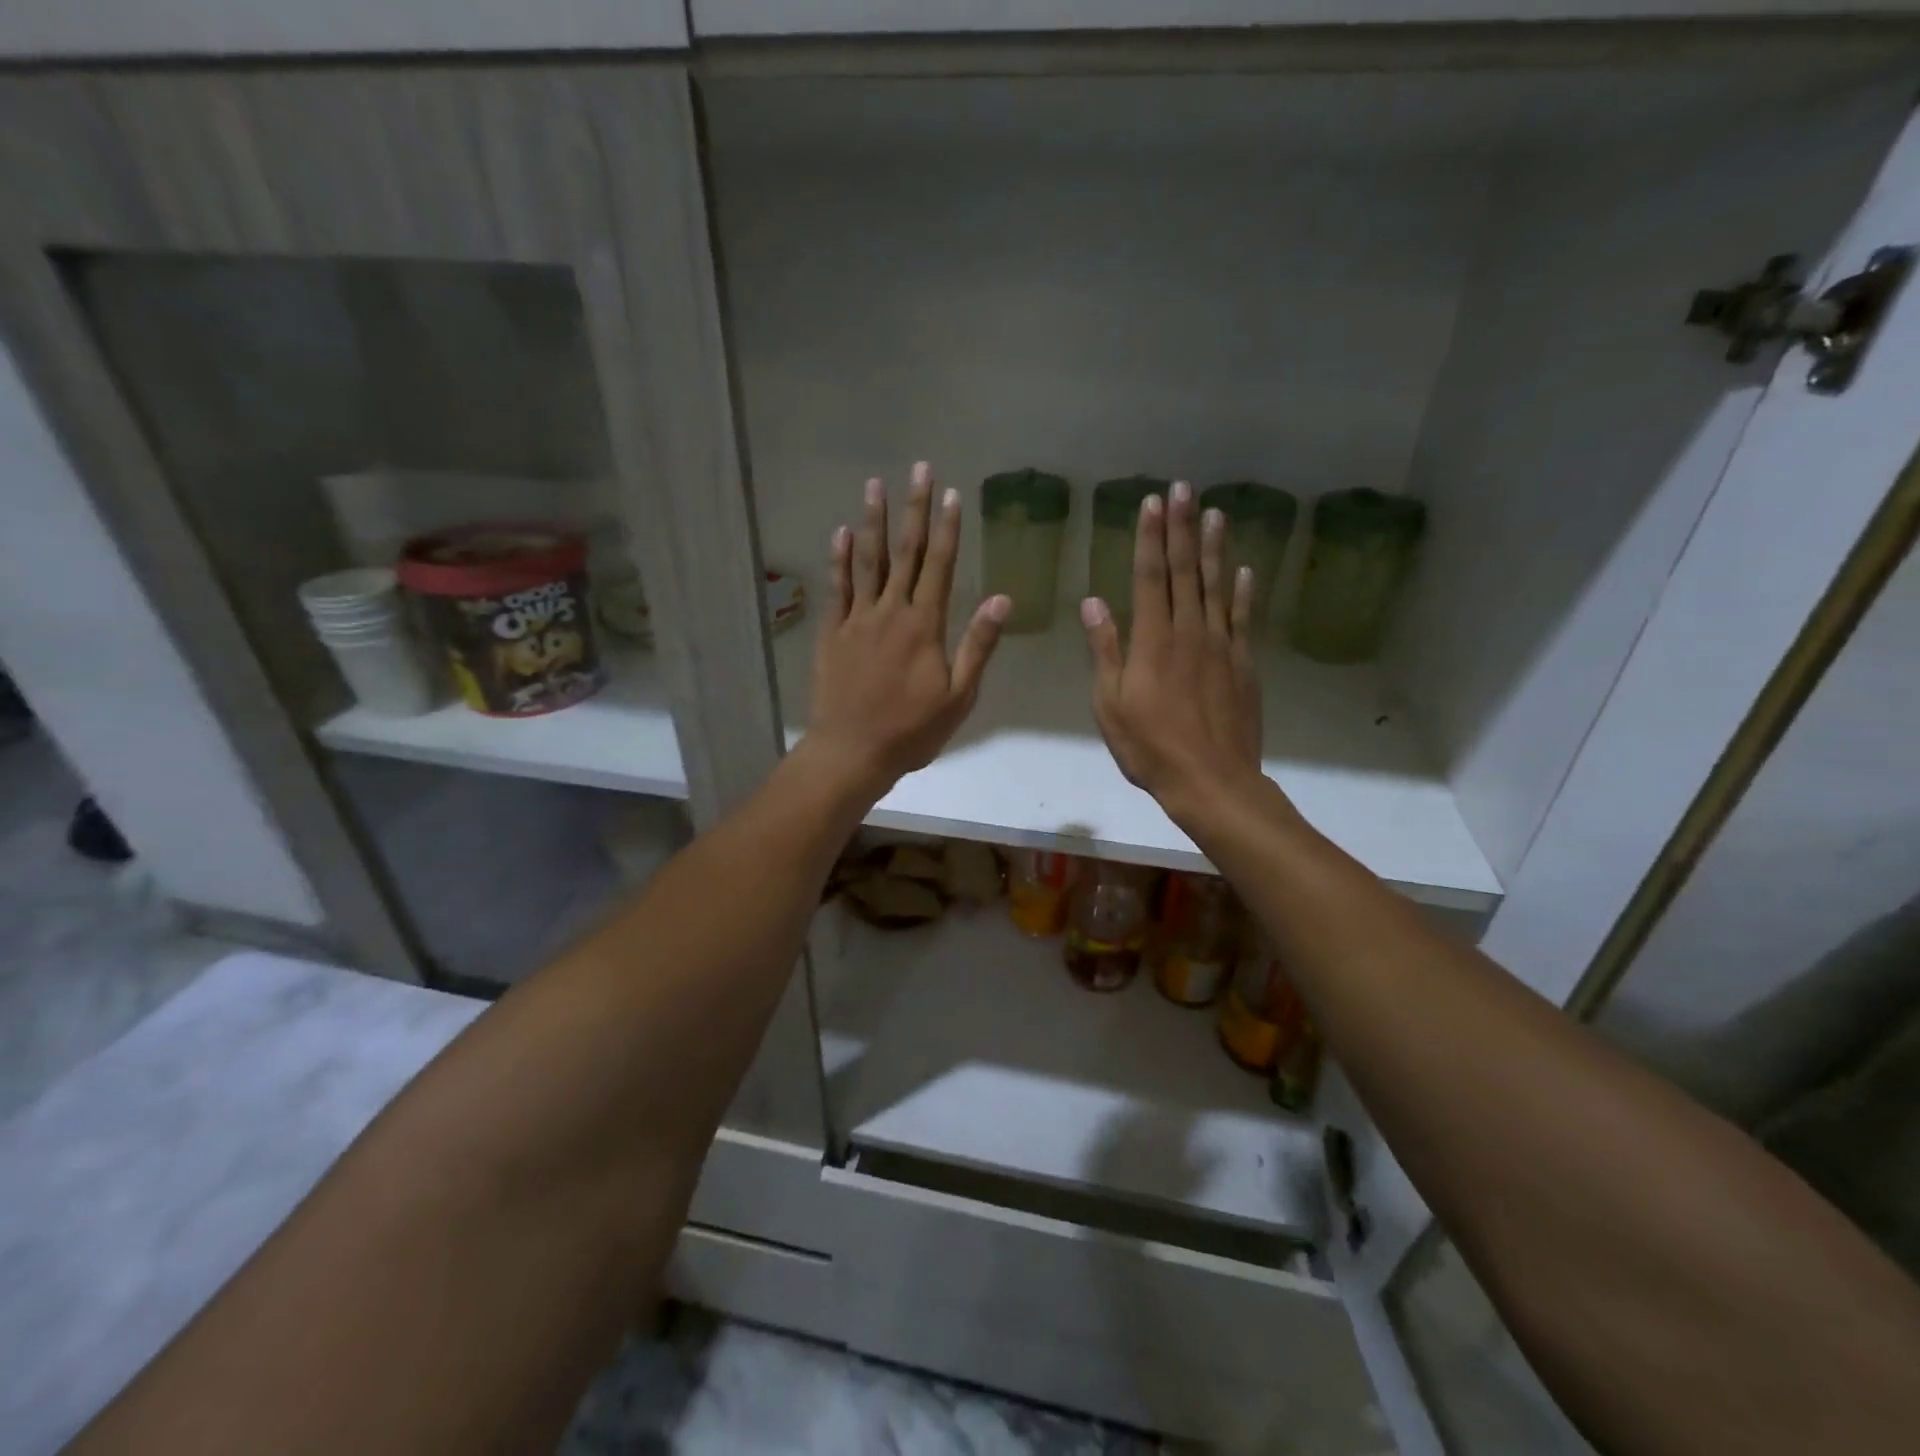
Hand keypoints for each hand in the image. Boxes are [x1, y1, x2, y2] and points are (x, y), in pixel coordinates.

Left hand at [805, 462, 1010, 800]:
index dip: (947, 529)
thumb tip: (1001, 598)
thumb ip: (978, 644)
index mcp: (926, 625)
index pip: (940, 566)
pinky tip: (842, 533)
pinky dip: (839, 559)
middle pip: (905, 552)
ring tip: (876, 485)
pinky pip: (837, 588)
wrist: (852, 751)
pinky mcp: (833, 632)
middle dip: (914, 509)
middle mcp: (891, 611)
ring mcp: (858, 619)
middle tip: (918, 469)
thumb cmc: (912, 730)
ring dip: (873, 521)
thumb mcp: (959, 695)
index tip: (951, 494)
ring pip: (868, 561)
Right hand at [1083, 480, 1269, 825]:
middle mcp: (1189, 632)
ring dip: (1214, 548)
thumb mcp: (1110, 705)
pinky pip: (1243, 619)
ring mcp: (1221, 646)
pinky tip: (1244, 571)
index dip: (1150, 538)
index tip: (1151, 503)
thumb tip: (1092, 603)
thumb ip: (1104, 650)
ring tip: (1215, 512)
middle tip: (1183, 487)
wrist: (1212, 781)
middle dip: (1182, 527)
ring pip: (1217, 587)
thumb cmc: (1150, 747)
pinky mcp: (1244, 664)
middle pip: (1186, 571)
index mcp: (1152, 641)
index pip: (1150, 577)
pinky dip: (1243, 593)